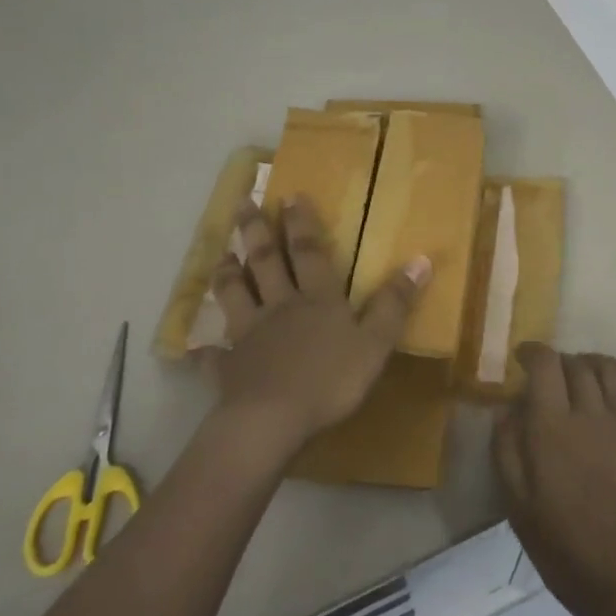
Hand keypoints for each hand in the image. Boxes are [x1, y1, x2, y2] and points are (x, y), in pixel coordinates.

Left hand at [208, 197, 429, 452]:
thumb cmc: (330, 380)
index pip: (308, 252)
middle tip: (244, 203)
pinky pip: (212, 356)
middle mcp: (279, 307)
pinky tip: (195, 349)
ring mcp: (248, 335)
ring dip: (228, 274)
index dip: (301, 223)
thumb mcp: (375, 342)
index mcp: (316, 299)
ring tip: (222, 255)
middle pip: (266, 262)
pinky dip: (203, 351)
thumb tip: (420, 259)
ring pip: (235, 296)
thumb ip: (395, 303)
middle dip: (257, 231)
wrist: (272, 421)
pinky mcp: (228, 367)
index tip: (289, 195)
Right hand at [494, 345, 615, 615]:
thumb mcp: (517, 504)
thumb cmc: (565, 549)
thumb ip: (507, 448)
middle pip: (578, 364)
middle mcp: (593, 414)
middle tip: (551, 379)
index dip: (532, 351)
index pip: (544, 364)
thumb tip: (506, 405)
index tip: (524, 357)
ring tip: (587, 372)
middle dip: (561, 362)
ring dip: (597, 362)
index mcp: (554, 428)